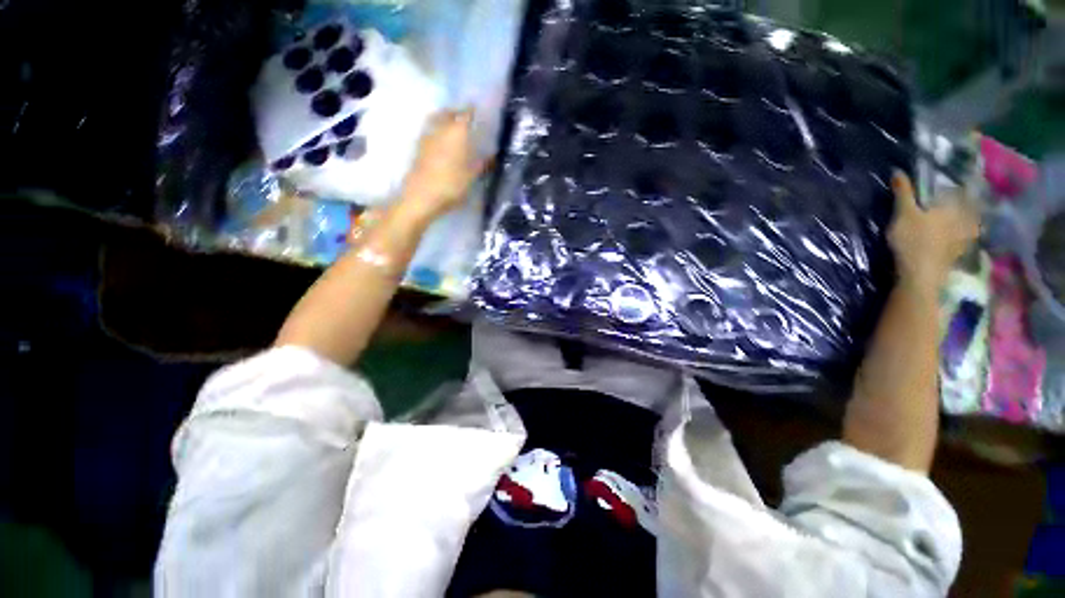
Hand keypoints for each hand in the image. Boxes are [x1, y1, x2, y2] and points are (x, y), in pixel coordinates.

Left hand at [400, 109, 485, 221]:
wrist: (421, 196)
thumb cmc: (451, 185)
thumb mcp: (472, 177)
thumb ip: (482, 164)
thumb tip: (492, 156)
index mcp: (457, 132)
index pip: (467, 114)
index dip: (473, 111)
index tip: (478, 111)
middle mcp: (440, 128)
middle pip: (448, 112)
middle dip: (457, 112)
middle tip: (465, 117)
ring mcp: (427, 137)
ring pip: (436, 120)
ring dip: (445, 120)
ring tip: (453, 128)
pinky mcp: (418, 147)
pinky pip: (430, 132)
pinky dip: (437, 131)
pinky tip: (442, 142)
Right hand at [888, 172, 979, 288]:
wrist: (920, 275)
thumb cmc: (913, 240)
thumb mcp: (904, 213)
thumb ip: (903, 193)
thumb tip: (898, 170)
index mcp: (953, 207)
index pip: (963, 191)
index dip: (964, 185)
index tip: (965, 180)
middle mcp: (964, 220)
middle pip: (970, 209)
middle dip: (970, 204)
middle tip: (966, 199)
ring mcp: (963, 240)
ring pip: (971, 226)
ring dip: (970, 222)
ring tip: (967, 219)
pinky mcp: (957, 255)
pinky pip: (965, 241)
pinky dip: (965, 238)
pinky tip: (960, 239)